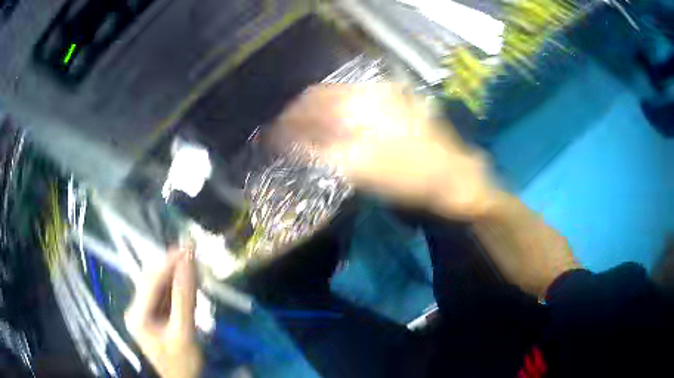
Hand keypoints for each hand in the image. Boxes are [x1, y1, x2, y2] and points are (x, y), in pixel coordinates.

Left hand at [125, 249, 202, 377]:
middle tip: (192, 252)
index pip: (151, 282)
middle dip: (172, 267)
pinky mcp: (154, 315)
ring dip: (176, 275)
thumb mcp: (184, 332)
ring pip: (160, 286)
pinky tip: (189, 280)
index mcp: (137, 315)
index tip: (187, 247)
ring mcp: (145, 311)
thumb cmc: (182, 362)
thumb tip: (189, 263)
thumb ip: (185, 298)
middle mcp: (136, 309)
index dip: (168, 263)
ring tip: (193, 262)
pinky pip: (165, 295)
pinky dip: (178, 287)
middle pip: (153, 281)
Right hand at [274, 84, 498, 219]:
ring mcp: (387, 95)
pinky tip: (334, 126)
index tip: (272, 135)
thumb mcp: (361, 168)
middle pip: (323, 95)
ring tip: (304, 131)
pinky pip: (357, 101)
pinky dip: (338, 112)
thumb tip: (290, 141)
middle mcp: (372, 91)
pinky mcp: (396, 103)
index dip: (288, 120)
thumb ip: (321, 151)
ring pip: (339, 96)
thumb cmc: (409, 177)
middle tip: (285, 133)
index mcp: (362, 104)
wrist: (454, 177)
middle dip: (300, 113)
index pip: (312, 103)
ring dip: (317, 111)